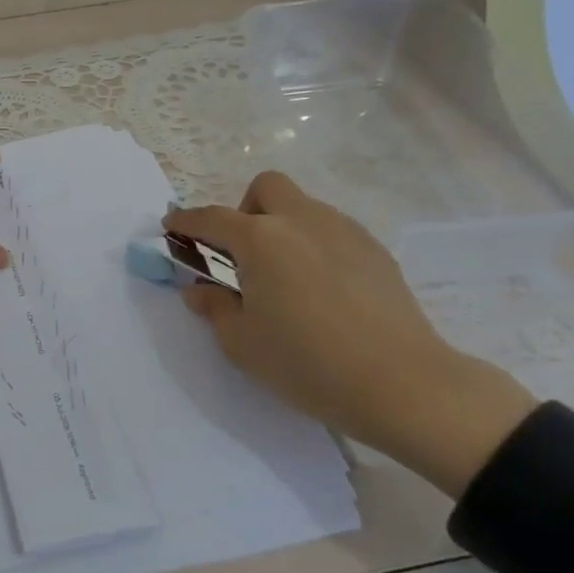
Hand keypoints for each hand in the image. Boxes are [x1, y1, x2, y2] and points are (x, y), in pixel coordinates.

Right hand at [168, 173, 537, 496]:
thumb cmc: (306, 363)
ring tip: (283, 277)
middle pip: (266, 188)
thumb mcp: (242, 343)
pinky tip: (321, 290)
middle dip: (244, 210)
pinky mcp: (375, 251)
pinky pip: (332, 231)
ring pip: (303, 208)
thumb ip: (214, 308)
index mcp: (261, 240)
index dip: (185, 221)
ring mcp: (344, 231)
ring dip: (281, 227)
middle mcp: (301, 221)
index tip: (171, 227)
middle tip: (241, 254)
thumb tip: (201, 290)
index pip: (211, 218)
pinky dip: (313, 245)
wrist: (402, 384)